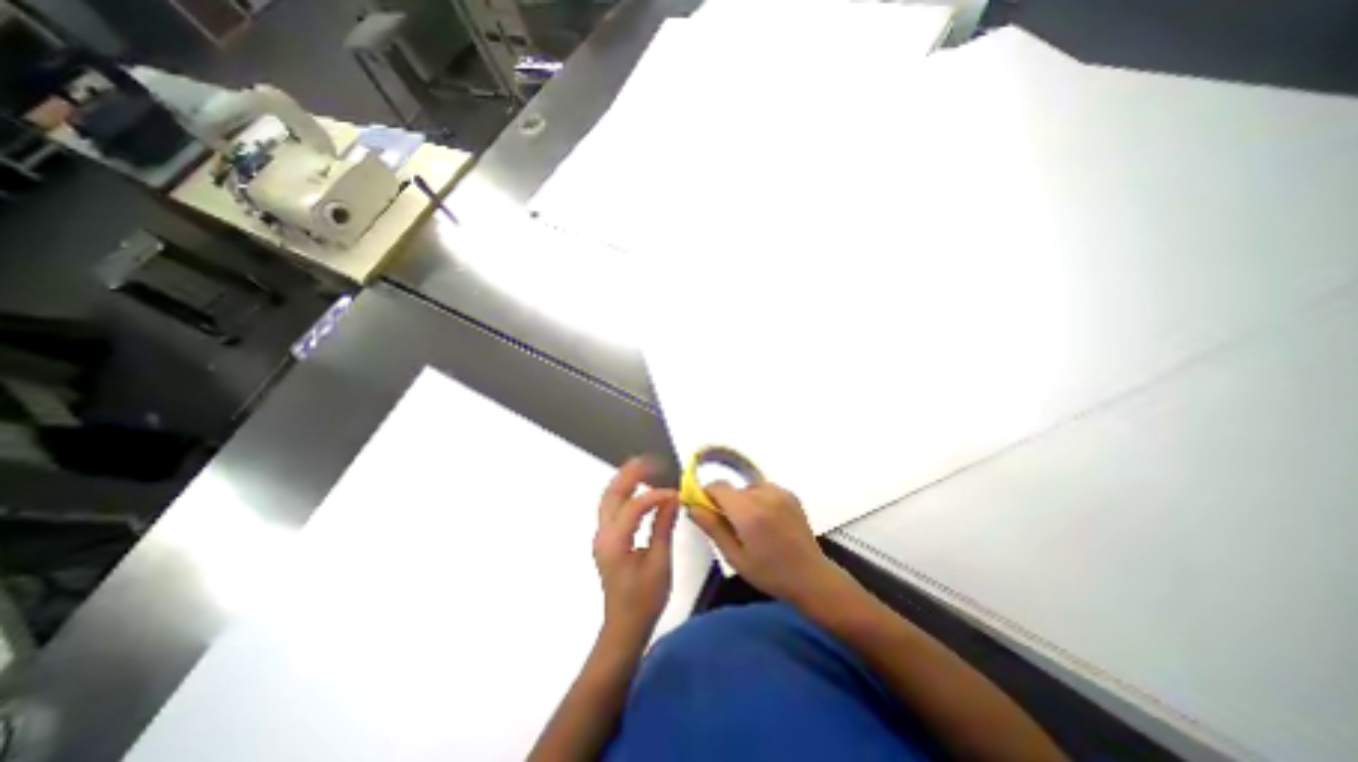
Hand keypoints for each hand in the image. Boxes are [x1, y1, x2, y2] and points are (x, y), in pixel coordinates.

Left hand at [595, 459, 678, 641]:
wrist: (624, 626)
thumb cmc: (644, 600)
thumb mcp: (659, 563)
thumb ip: (664, 526)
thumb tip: (673, 498)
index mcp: (615, 541)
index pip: (634, 506)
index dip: (655, 495)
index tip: (676, 494)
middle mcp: (603, 533)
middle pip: (612, 493)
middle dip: (630, 473)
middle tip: (651, 461)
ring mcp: (602, 535)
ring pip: (609, 497)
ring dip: (625, 480)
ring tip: (645, 467)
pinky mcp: (607, 538)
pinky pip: (613, 506)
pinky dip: (625, 492)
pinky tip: (640, 488)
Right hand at [693, 485, 845, 608]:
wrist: (811, 577)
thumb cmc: (769, 573)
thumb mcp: (735, 557)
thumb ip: (712, 528)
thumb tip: (692, 507)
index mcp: (749, 512)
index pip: (718, 486)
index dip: (707, 494)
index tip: (705, 509)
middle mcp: (764, 495)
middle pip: (733, 488)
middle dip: (726, 502)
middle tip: (731, 527)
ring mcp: (780, 492)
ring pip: (748, 488)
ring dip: (742, 501)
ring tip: (751, 526)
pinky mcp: (790, 494)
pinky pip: (764, 490)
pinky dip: (758, 500)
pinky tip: (767, 522)